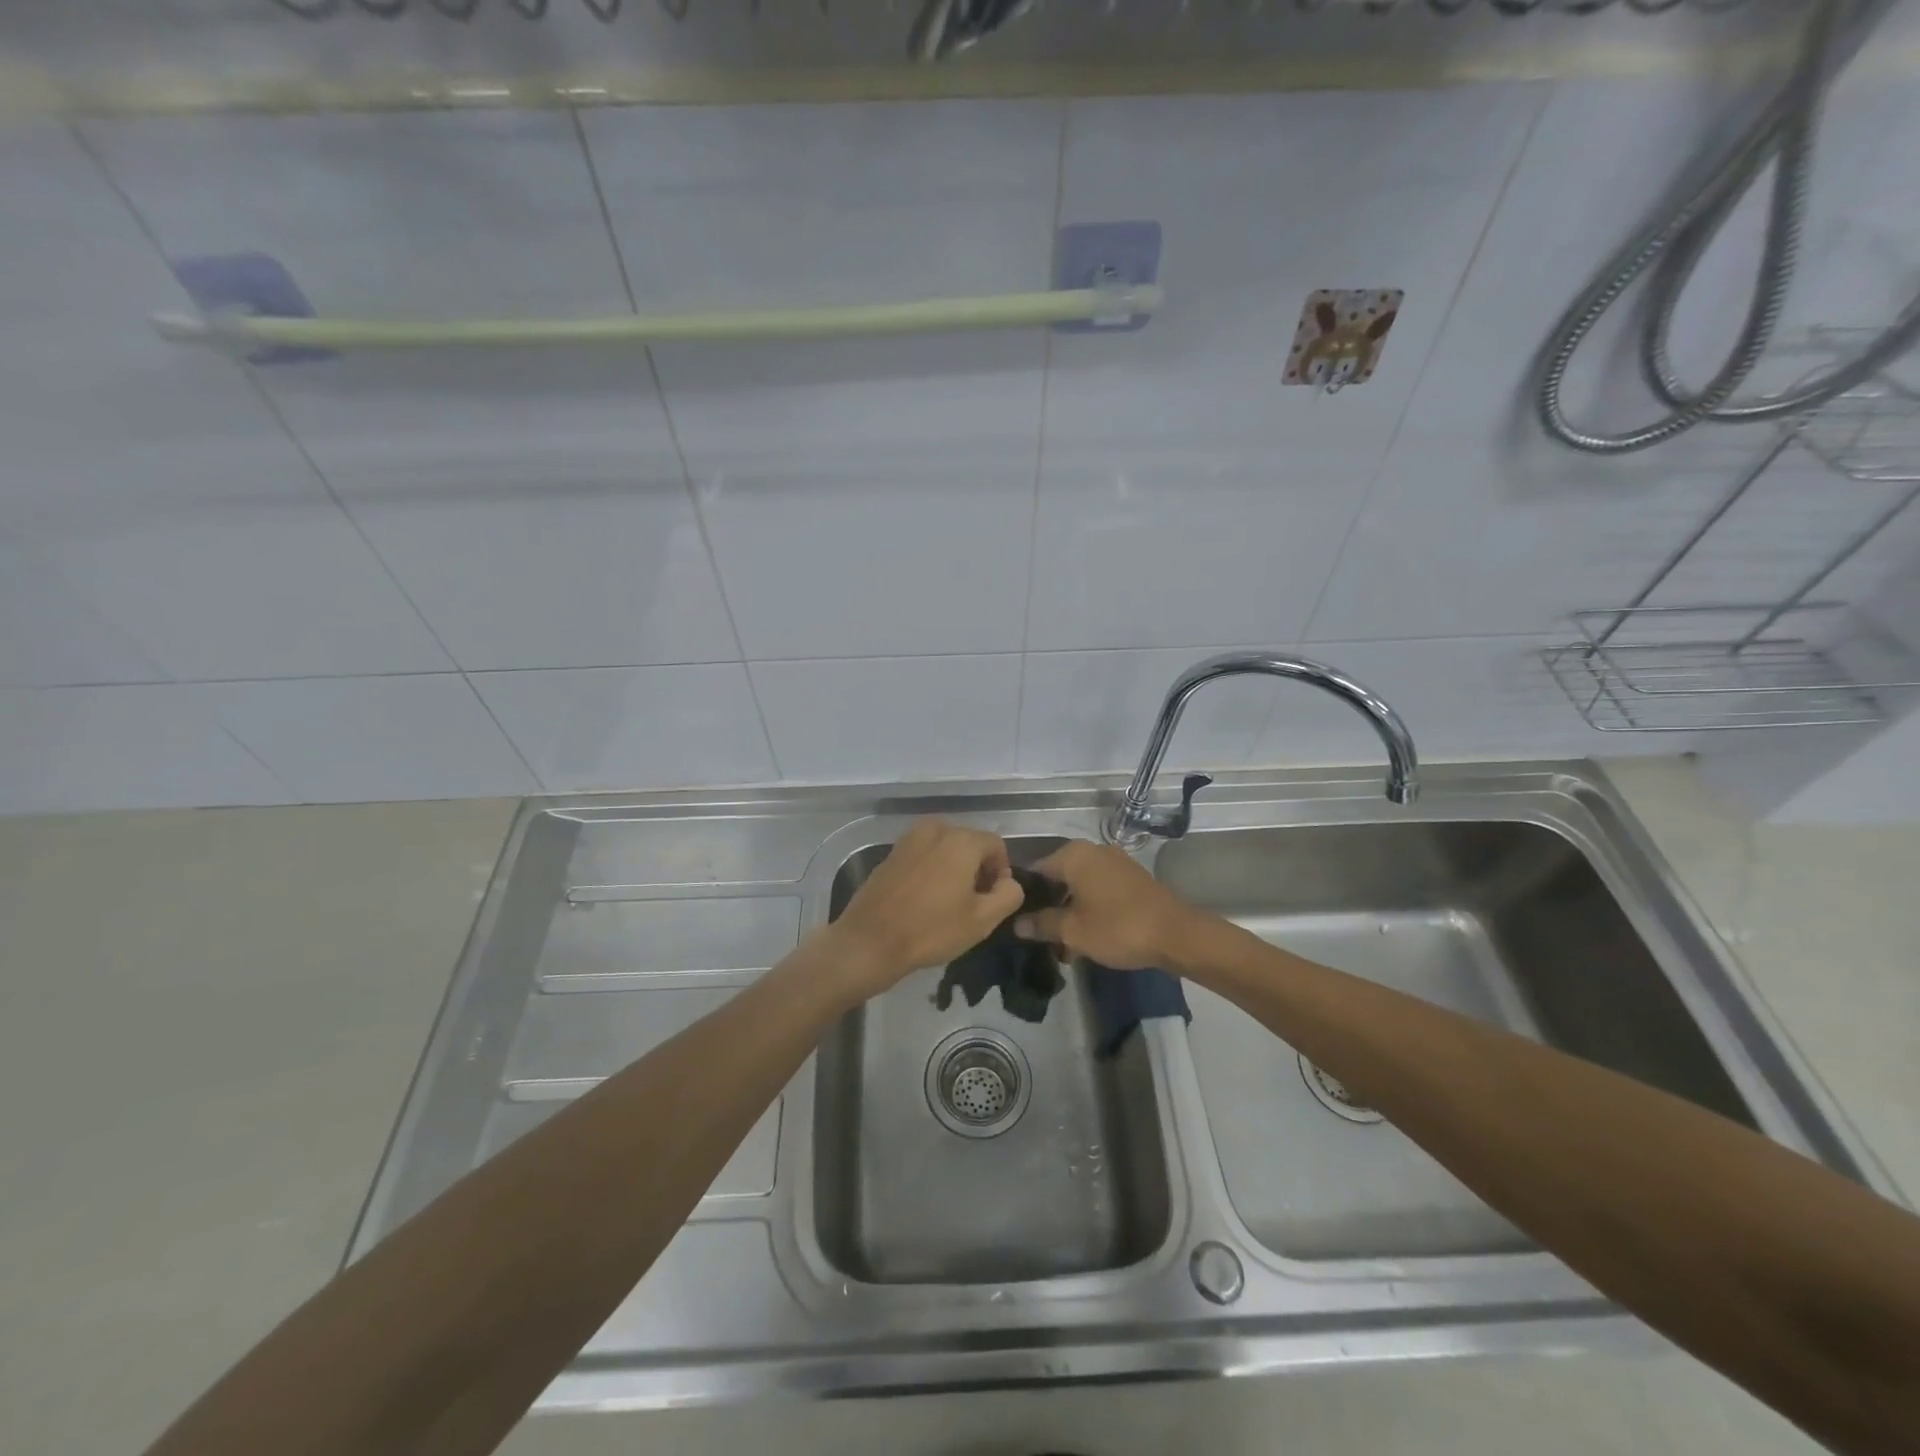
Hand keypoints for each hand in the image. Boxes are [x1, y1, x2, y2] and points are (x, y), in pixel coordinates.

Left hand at [827, 818, 1023, 997]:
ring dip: (953, 868)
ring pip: (945, 848)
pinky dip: (931, 870)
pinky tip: (924, 900)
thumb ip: (1009, 894)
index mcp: (961, 840)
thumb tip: (1009, 881)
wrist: (870, 941)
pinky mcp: (891, 854)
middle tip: (973, 903)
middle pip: (969, 843)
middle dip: (977, 868)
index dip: (1001, 871)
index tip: (993, 899)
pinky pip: (923, 855)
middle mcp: (935, 829)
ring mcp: (908, 839)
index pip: (996, 845)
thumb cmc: (931, 930)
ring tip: (949, 902)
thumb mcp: (983, 920)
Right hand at [1011, 839, 1201, 970]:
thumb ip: (1041, 924)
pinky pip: (1099, 889)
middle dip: (1048, 906)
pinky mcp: (1131, 877)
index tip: (1018, 921)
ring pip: (1079, 885)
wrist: (1176, 934)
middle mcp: (1092, 851)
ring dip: (1069, 910)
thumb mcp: (1073, 930)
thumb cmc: (1117, 927)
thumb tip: (1017, 924)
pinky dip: (1089, 907)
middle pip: (1058, 877)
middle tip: (1041, 936)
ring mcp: (1115, 862)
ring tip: (1064, 942)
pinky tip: (1088, 933)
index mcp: (1074, 855)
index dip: (1025, 896)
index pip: (1035, 870)